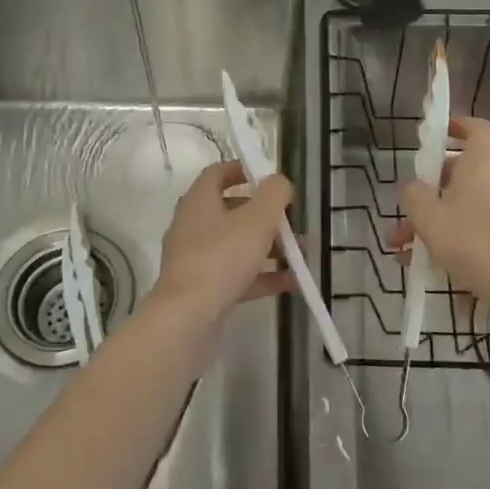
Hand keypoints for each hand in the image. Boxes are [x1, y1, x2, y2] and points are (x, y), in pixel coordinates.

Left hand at [154, 159, 295, 317]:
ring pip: (237, 245)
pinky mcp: (204, 289)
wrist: (187, 319)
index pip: (216, 174)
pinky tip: (293, 282)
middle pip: (230, 211)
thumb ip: (273, 194)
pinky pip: (238, 275)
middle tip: (292, 218)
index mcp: (199, 201)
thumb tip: (279, 181)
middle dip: (264, 214)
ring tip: (301, 252)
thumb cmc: (222, 258)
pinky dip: (263, 276)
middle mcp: (193, 226)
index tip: (267, 174)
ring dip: (269, 246)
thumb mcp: (257, 219)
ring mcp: (197, 260)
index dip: (241, 169)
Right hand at [396, 117, 489, 312]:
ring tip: (413, 254)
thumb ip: (414, 195)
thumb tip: (413, 186)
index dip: (460, 125)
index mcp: (481, 164)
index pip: (478, 129)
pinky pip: (484, 227)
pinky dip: (461, 239)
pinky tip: (438, 268)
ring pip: (470, 206)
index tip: (441, 133)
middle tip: (406, 219)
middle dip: (431, 194)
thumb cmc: (472, 242)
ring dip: (441, 222)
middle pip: (464, 174)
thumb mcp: (427, 218)